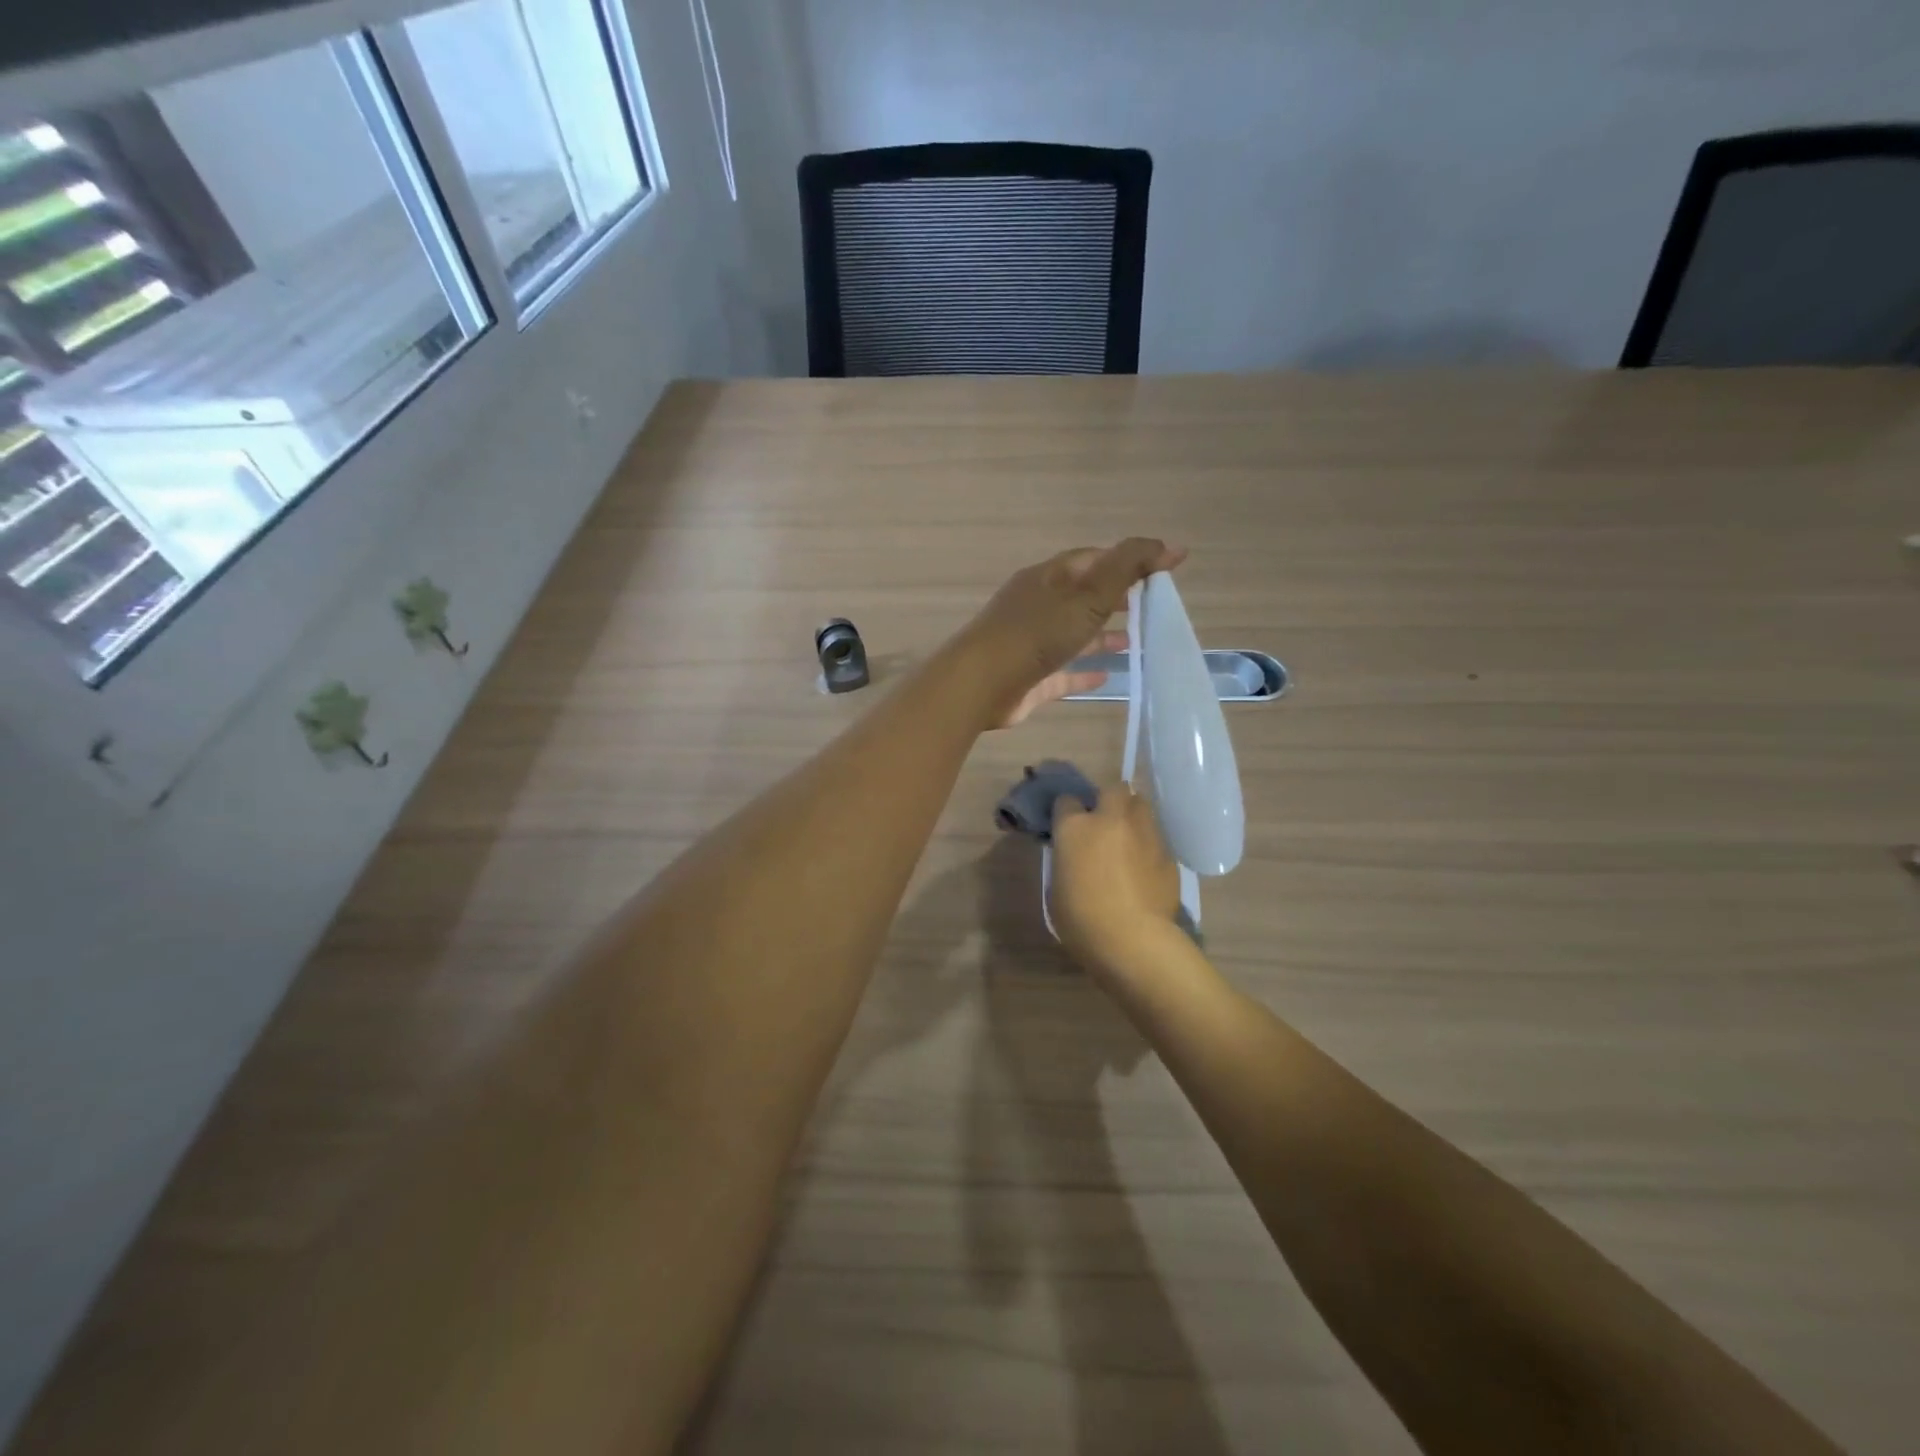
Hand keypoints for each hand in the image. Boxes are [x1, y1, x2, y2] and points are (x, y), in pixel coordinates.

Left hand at [958, 538, 1186, 727]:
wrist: (981, 682)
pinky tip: (1107, 677)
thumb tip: (1173, 546)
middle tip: (1151, 606)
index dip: (1127, 560)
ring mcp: (1031, 642)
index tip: (1162, 570)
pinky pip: (1063, 672)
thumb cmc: (1036, 632)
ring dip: (1102, 636)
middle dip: (1115, 599)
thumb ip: (1129, 568)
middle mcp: (1038, 605)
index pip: (1093, 559)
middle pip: (1082, 596)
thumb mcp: (1088, 594)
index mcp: (1049, 578)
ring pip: (1073, 634)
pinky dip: (1084, 672)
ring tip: (1136, 641)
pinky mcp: (1029, 678)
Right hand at [1049, 783, 1183, 977]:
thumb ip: (1067, 862)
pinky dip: (1149, 846)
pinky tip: (1145, 869)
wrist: (1133, 941)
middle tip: (1103, 823)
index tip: (1067, 826)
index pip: (1067, 800)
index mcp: (1075, 827)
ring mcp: (1144, 833)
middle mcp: (1111, 820)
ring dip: (1132, 817)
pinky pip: (1156, 839)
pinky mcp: (1168, 854)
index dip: (1067, 812)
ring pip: (1141, 807)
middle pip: (1113, 789)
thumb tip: (1074, 857)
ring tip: (1128, 841)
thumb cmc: (1081, 920)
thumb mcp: (1057, 888)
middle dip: (1109, 799)